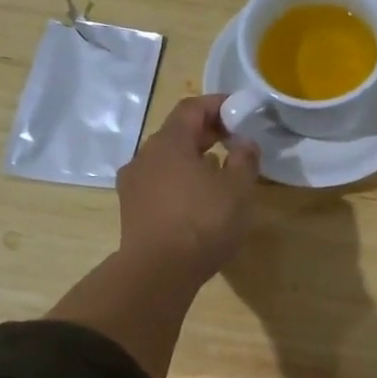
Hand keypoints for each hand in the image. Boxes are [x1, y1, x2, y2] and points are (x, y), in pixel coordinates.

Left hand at [116, 95, 259, 284]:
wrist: (158, 272)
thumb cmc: (202, 222)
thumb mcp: (238, 189)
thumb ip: (244, 159)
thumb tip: (244, 143)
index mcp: (168, 142)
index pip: (191, 108)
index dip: (217, 104)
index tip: (240, 110)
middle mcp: (144, 156)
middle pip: (176, 133)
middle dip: (206, 132)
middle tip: (234, 140)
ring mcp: (133, 185)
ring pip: (166, 160)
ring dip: (192, 158)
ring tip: (219, 171)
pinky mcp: (132, 210)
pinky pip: (159, 183)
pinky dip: (180, 181)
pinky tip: (198, 199)